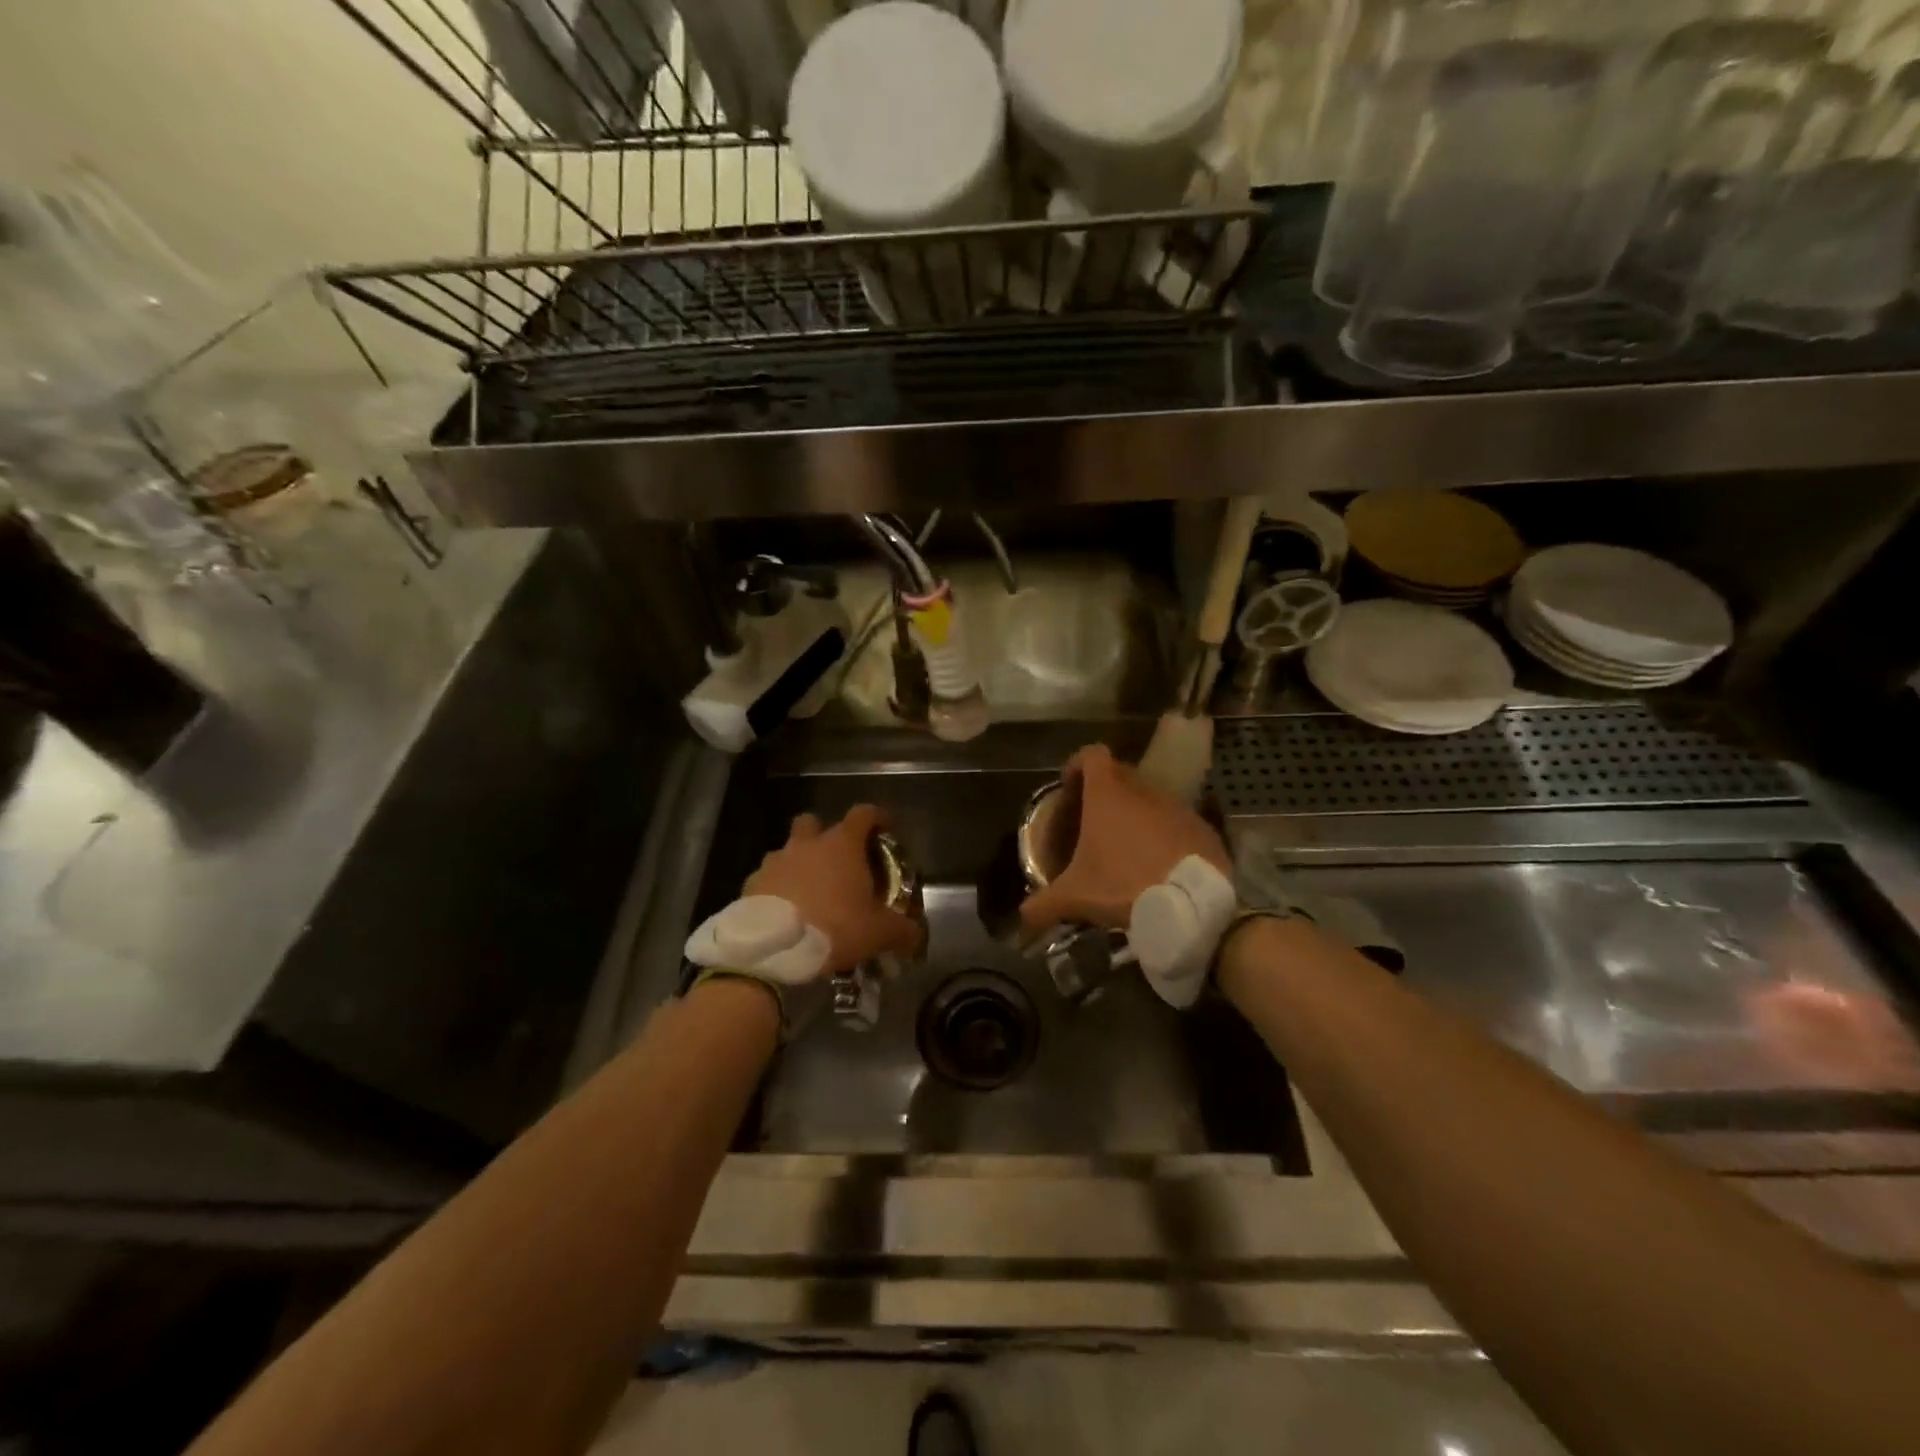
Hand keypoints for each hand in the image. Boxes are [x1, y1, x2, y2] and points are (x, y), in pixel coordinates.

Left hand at [744, 805, 923, 976]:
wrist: (773, 951)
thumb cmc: (835, 929)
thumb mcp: (879, 933)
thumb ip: (902, 930)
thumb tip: (916, 936)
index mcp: (842, 845)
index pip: (864, 814)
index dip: (878, 818)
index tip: (886, 829)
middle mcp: (807, 844)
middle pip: (813, 822)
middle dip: (824, 835)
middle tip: (838, 860)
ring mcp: (775, 862)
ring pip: (787, 850)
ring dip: (798, 864)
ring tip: (809, 892)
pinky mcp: (751, 884)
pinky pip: (767, 879)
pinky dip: (776, 889)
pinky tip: (785, 912)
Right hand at [1019, 744, 1229, 934]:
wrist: (1193, 907)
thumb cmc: (1124, 886)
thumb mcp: (1075, 897)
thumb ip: (1043, 904)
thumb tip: (1022, 917)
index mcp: (1108, 794)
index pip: (1091, 755)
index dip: (1077, 766)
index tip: (1069, 790)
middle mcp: (1143, 790)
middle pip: (1119, 775)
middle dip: (1103, 793)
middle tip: (1090, 825)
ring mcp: (1177, 807)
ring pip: (1149, 799)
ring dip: (1134, 815)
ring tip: (1124, 849)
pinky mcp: (1202, 828)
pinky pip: (1175, 822)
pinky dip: (1163, 835)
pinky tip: (1157, 864)